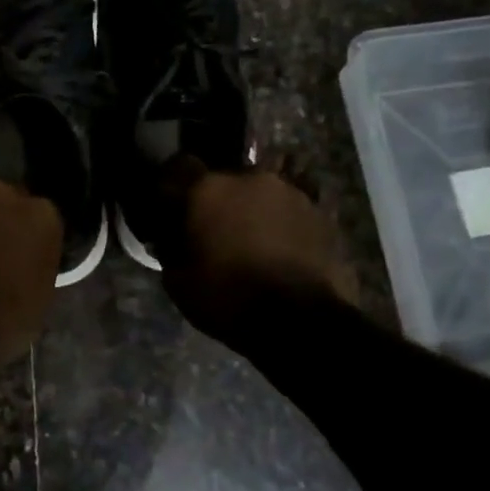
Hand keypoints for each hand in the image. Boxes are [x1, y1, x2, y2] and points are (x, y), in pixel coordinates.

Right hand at [157, 161, 358, 347]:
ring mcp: (291, 193)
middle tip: (214, 231)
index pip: (180, 166)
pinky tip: (279, 252)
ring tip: (251, 243)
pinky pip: (289, 213)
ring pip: (260, 195)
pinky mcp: (322, 214)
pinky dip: (281, 226)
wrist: (304, 324)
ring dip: (252, 211)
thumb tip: (168, 240)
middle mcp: (250, 178)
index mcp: (208, 189)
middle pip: (225, 180)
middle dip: (217, 201)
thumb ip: (169, 251)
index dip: (174, 188)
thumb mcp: (178, 283)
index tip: (172, 209)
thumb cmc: (229, 299)